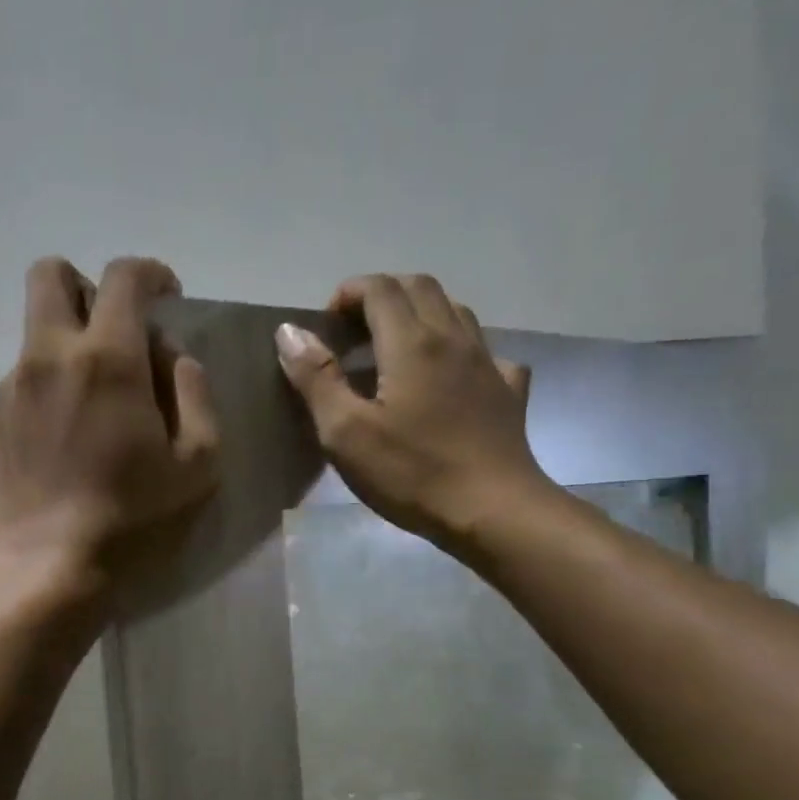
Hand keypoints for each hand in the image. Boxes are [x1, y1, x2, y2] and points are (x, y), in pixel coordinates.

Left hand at [0, 256, 219, 597]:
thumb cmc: (135, 518)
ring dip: (68, 341)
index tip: (167, 296)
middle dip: (88, 287)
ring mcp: (13, 386)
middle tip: (116, 332)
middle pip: (51, 275)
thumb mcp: (197, 462)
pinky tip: (66, 433)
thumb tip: (173, 359)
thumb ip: (194, 394)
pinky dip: (49, 383)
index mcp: (108, 358)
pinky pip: (24, 376)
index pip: (124, 277)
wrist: (50, 564)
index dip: (152, 274)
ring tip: (95, 400)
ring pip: (36, 330)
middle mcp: (50, 355)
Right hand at [274, 273, 554, 560]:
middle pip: (420, 287)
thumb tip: (290, 331)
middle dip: (382, 296)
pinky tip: (448, 379)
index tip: (327, 324)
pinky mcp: (508, 392)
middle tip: (355, 332)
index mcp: (412, 343)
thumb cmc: (411, 474)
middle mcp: (454, 338)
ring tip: (394, 349)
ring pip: (454, 312)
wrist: (493, 512)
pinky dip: (457, 351)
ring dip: (419, 314)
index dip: (348, 293)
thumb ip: (317, 378)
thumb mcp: (345, 433)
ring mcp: (488, 363)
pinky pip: (484, 352)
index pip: (379, 288)